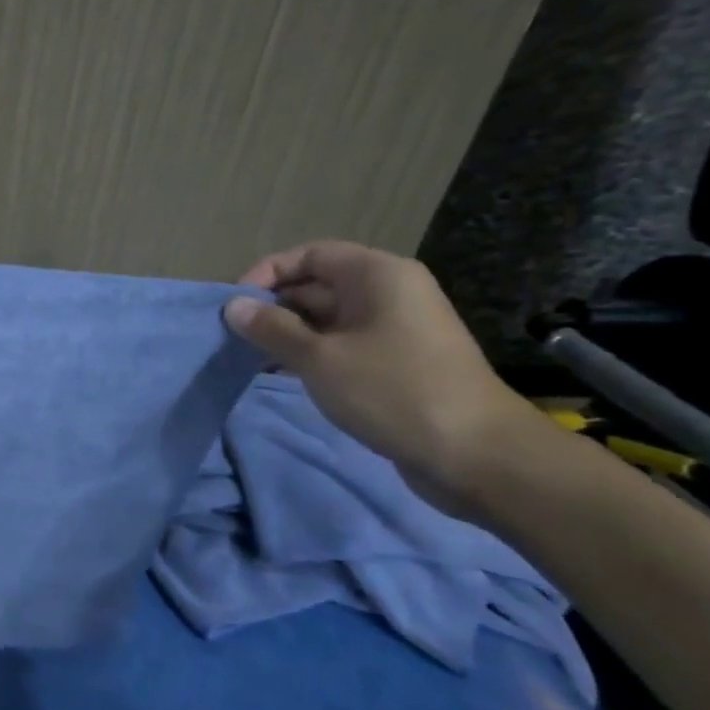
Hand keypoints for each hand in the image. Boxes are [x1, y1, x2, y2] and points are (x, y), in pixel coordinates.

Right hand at [223, 241, 541, 516]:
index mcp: (377, 275)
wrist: (476, 455)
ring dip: (286, 333)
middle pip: (316, 285)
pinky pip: (341, 344)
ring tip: (248, 355)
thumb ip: (271, 328)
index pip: (309, 255)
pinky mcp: (395, 362)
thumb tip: (233, 306)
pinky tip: (279, 373)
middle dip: (273, 307)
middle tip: (233, 334)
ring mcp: (394, 328)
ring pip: (326, 318)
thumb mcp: (318, 357)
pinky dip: (309, 353)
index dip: (267, 273)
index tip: (235, 304)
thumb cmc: (392, 390)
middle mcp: (388, 293)